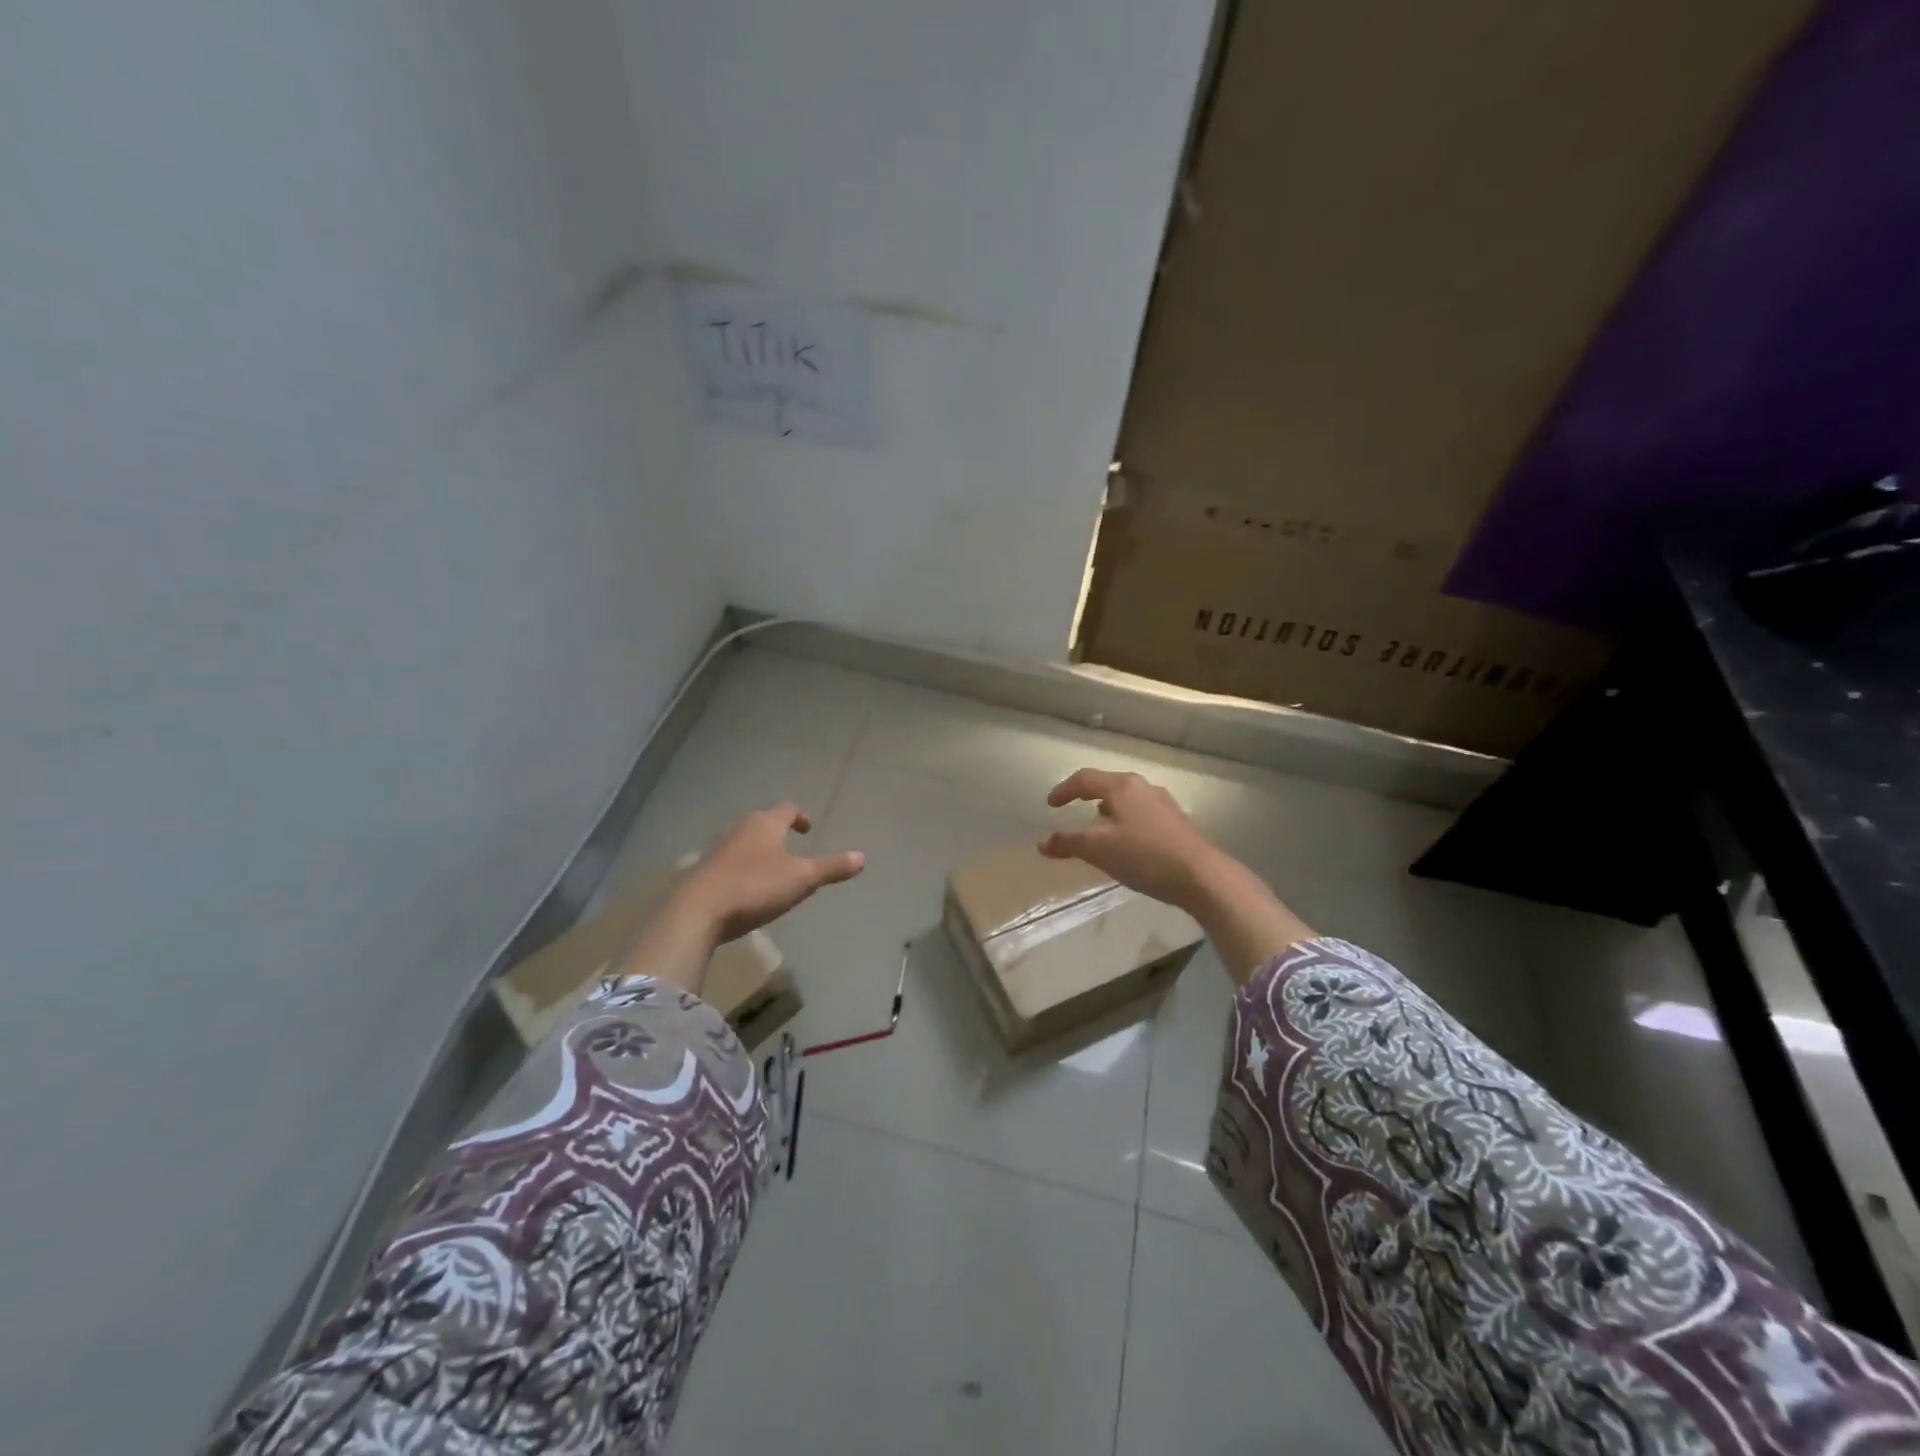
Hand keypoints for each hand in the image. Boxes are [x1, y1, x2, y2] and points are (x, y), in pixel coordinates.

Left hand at [676, 804, 865, 943]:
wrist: (698, 910)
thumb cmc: (755, 886)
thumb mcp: (801, 879)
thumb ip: (831, 868)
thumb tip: (862, 857)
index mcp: (766, 824)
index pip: (788, 809)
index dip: (800, 816)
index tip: (807, 828)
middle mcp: (741, 829)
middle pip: (762, 822)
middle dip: (776, 831)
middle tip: (790, 846)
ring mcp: (719, 849)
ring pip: (743, 841)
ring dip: (757, 849)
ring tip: (770, 867)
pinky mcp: (704, 871)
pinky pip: (728, 862)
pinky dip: (741, 868)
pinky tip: (745, 887)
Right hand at [1039, 769, 1314, 983]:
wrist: (1201, 876)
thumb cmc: (1144, 855)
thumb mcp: (1099, 850)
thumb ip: (1069, 843)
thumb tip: (1042, 842)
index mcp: (1122, 787)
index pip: (1085, 779)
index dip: (1064, 790)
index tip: (1050, 804)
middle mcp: (1143, 787)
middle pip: (1108, 784)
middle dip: (1087, 794)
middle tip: (1072, 805)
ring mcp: (1163, 803)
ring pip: (1127, 798)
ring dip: (1108, 806)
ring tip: (1097, 821)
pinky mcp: (1176, 822)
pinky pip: (1141, 812)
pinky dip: (1125, 818)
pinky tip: (1126, 839)